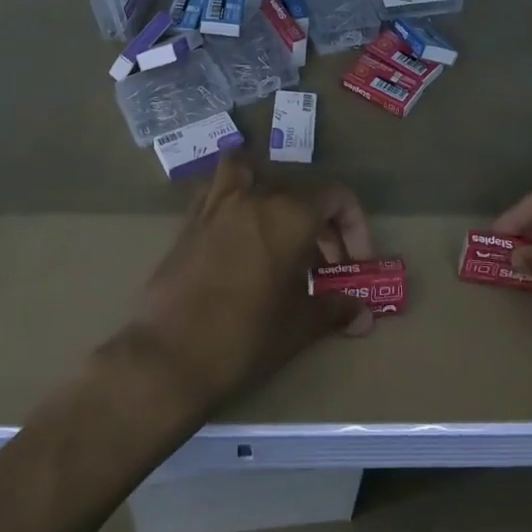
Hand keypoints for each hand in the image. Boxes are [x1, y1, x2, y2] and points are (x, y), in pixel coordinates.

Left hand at [124, 157, 374, 416]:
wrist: (167, 358)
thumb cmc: (243, 339)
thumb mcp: (297, 327)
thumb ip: (334, 310)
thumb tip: (363, 314)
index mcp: (289, 214)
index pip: (337, 197)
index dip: (355, 228)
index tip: (354, 265)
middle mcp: (255, 196)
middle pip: (300, 191)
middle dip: (321, 225)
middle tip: (324, 268)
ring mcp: (217, 204)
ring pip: (252, 173)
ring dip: (271, 193)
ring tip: (279, 230)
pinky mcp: (190, 220)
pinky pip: (217, 190)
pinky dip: (233, 199)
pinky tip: (238, 234)